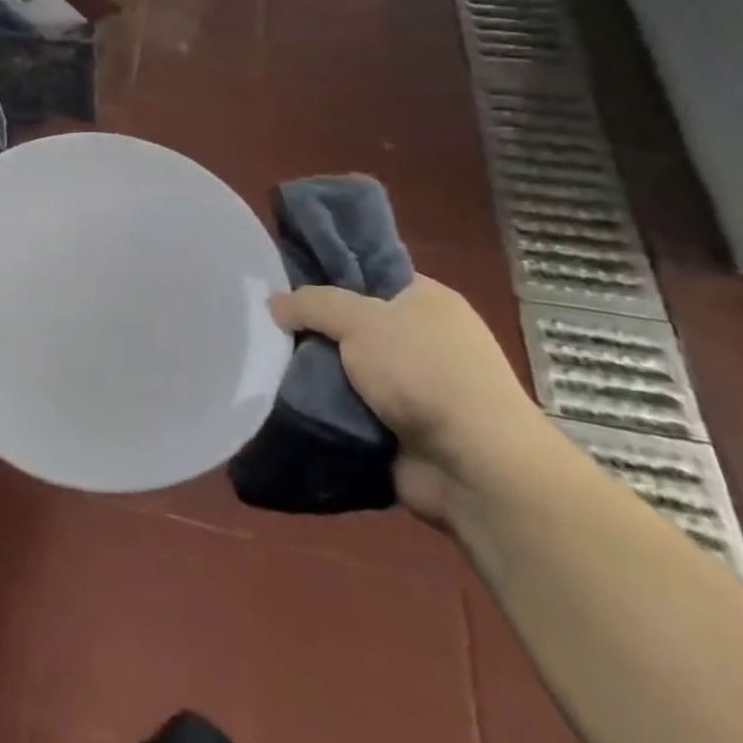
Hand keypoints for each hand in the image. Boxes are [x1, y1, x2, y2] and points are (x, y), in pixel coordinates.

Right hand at [271, 275, 550, 524]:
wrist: (475, 468)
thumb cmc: (424, 373)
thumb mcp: (360, 320)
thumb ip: (313, 303)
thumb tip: (274, 302)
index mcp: (426, 300)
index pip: (369, 273)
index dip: (328, 274)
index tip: (285, 280)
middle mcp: (423, 338)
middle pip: (353, 322)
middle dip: (314, 328)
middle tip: (269, 324)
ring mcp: (415, 386)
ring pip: (347, 367)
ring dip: (315, 370)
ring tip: (267, 361)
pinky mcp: (402, 427)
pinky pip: (350, 405)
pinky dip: (326, 405)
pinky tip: (287, 397)